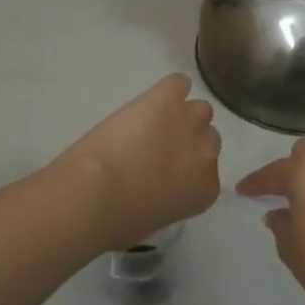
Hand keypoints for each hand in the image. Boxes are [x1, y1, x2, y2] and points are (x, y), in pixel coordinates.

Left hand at [55, 74, 221, 250]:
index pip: (208, 170)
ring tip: (152, 122)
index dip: (187, 167)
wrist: (96, 194)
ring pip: (198, 109)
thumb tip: (158, 191)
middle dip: (187, 141)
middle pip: (208, 136)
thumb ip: (169, 200)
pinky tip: (150, 100)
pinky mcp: (167, 98)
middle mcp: (207, 153)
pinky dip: (167, 89)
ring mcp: (189, 121)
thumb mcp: (154, 219)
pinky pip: (177, 83)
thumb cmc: (118, 220)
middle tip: (158, 147)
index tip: (167, 171)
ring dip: (179, 115)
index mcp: (206, 189)